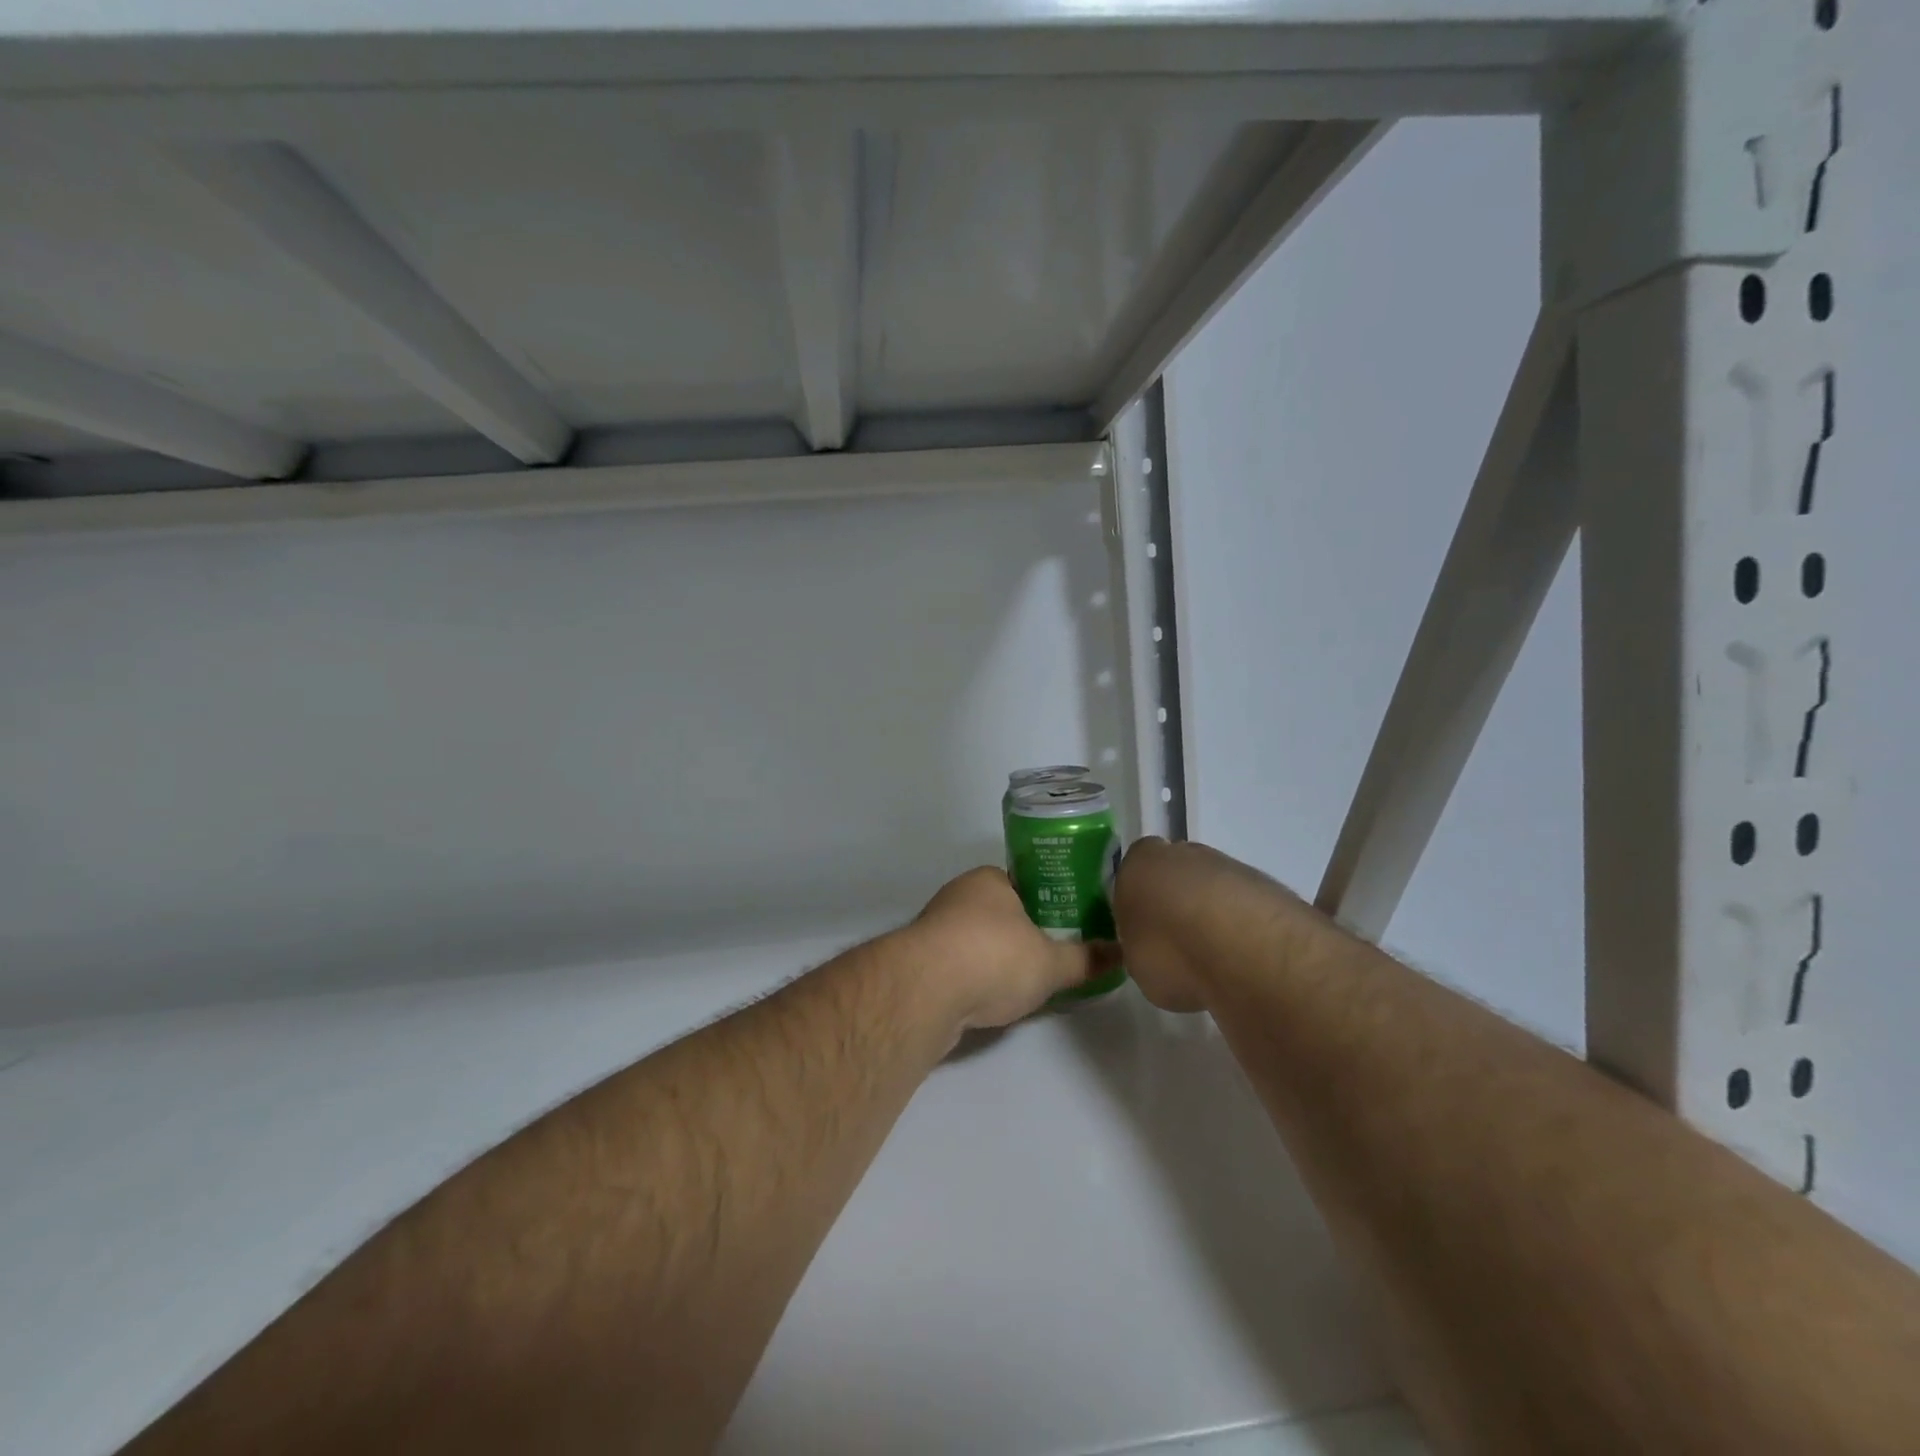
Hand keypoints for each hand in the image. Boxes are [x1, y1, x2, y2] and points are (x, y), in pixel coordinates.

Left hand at [904, 867, 1111, 1031]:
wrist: (925, 992)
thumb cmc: (993, 958)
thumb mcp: (1051, 963)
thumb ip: (1085, 959)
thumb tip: (1122, 954)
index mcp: (989, 880)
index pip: (1023, 884)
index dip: (1046, 904)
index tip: (1064, 929)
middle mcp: (958, 895)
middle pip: (998, 914)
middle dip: (1020, 936)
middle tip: (1049, 960)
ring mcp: (933, 928)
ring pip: (974, 941)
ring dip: (993, 960)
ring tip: (1022, 986)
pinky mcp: (918, 962)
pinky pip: (956, 966)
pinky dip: (972, 980)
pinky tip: (987, 1001)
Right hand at [1113, 837, 1308, 1011]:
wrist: (1244, 949)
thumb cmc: (1170, 952)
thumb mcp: (1135, 962)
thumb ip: (1139, 945)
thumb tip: (1150, 947)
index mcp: (1139, 862)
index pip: (1130, 873)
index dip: (1136, 902)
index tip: (1142, 932)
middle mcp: (1181, 853)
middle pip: (1173, 874)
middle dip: (1174, 903)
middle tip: (1177, 945)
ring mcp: (1226, 864)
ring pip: (1210, 887)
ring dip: (1210, 913)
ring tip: (1215, 958)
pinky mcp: (1265, 883)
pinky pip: (1241, 904)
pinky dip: (1240, 924)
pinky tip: (1243, 956)